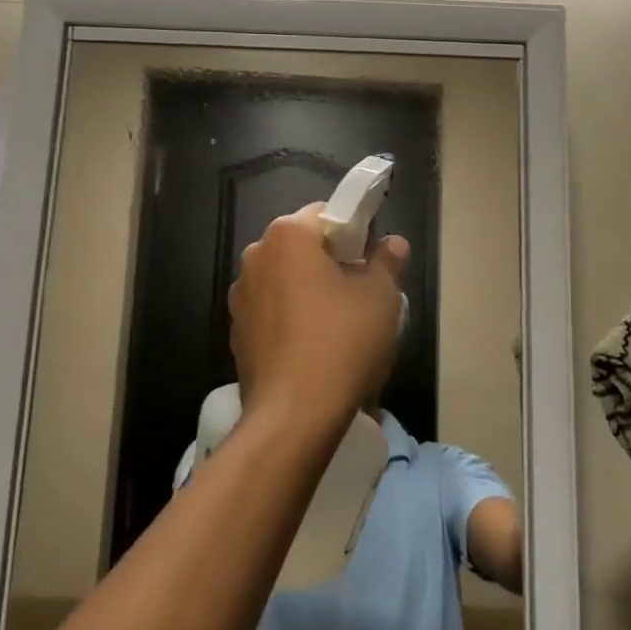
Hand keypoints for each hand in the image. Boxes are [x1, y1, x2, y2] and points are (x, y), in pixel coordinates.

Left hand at [228, 203, 409, 436]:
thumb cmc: (342, 342)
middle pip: (302, 245)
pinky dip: (291, 317)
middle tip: (361, 291)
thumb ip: (387, 261)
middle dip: (331, 261)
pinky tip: (313, 346)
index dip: (355, 232)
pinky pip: (272, 310)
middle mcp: (256, 256)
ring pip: (285, 278)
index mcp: (288, 235)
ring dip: (309, 289)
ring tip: (338, 324)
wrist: (294, 415)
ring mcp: (241, 295)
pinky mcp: (237, 330)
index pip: (327, 213)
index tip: (373, 259)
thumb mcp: (381, 297)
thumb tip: (393, 244)